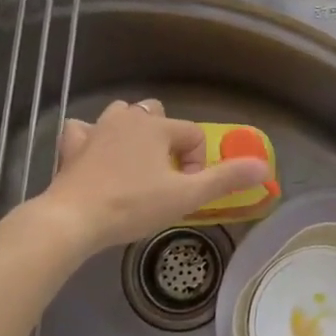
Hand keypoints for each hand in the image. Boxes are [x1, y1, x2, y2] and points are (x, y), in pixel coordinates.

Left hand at [35, 99, 270, 251]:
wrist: (72, 219)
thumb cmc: (132, 205)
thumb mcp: (185, 196)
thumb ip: (225, 179)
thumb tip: (264, 167)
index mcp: (157, 127)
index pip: (193, 135)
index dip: (197, 163)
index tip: (186, 191)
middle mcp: (128, 118)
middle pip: (157, 116)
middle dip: (166, 140)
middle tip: (162, 176)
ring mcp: (95, 129)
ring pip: (122, 116)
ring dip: (132, 132)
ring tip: (135, 165)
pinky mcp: (71, 146)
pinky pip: (84, 130)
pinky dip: (91, 139)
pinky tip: (94, 156)